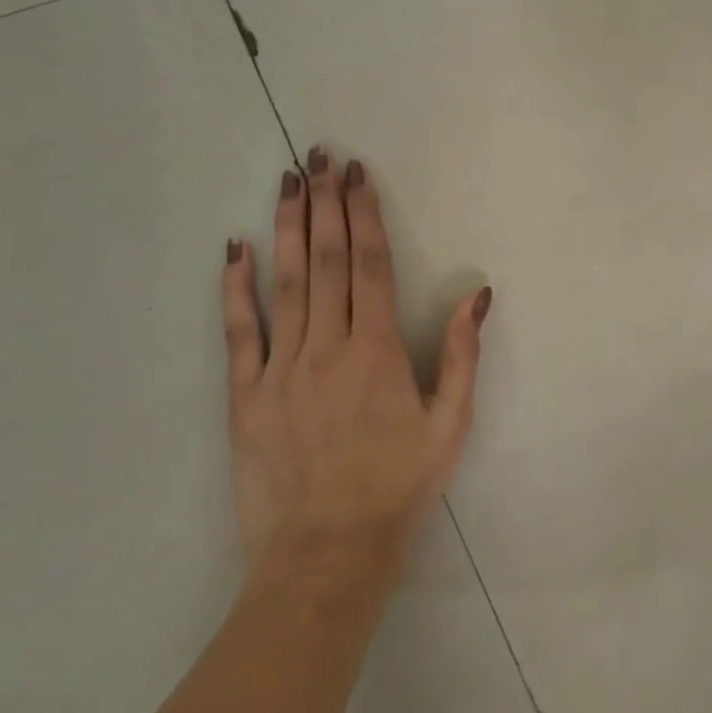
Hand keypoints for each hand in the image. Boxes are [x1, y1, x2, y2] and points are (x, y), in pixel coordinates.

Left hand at [221, 149, 490, 566]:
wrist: (326, 556)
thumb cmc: (398, 489)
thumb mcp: (450, 426)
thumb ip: (461, 356)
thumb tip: (476, 294)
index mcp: (377, 352)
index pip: (370, 265)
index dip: (364, 214)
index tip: (358, 174)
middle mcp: (326, 347)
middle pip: (327, 261)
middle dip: (326, 203)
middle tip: (320, 156)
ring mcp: (280, 369)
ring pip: (285, 283)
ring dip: (288, 228)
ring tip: (287, 182)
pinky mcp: (244, 396)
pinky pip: (239, 332)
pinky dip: (236, 288)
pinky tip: (235, 250)